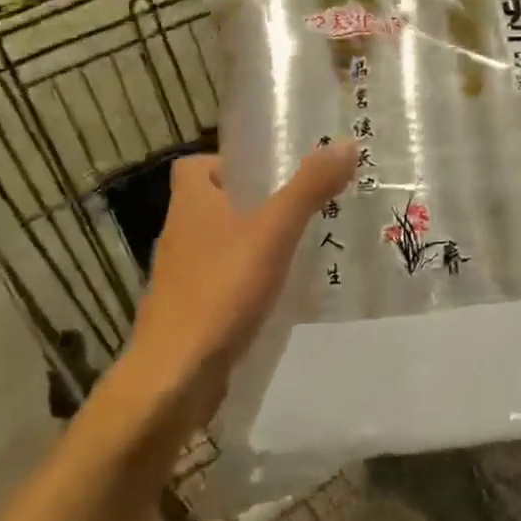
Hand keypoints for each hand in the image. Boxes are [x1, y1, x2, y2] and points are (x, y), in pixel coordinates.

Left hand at [124, 143, 354, 424]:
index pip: (196, 165)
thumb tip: (345, 144)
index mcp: (190, 203)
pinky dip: (247, 282)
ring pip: (221, 245)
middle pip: (215, 204)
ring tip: (299, 249)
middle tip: (301, 208)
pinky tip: (280, 294)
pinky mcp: (190, 312)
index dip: (229, 163)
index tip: (270, 174)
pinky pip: (222, 282)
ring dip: (253, 245)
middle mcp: (180, 234)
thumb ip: (309, 188)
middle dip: (255, 205)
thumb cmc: (221, 290)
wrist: (175, 376)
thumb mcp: (274, 231)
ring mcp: (181, 277)